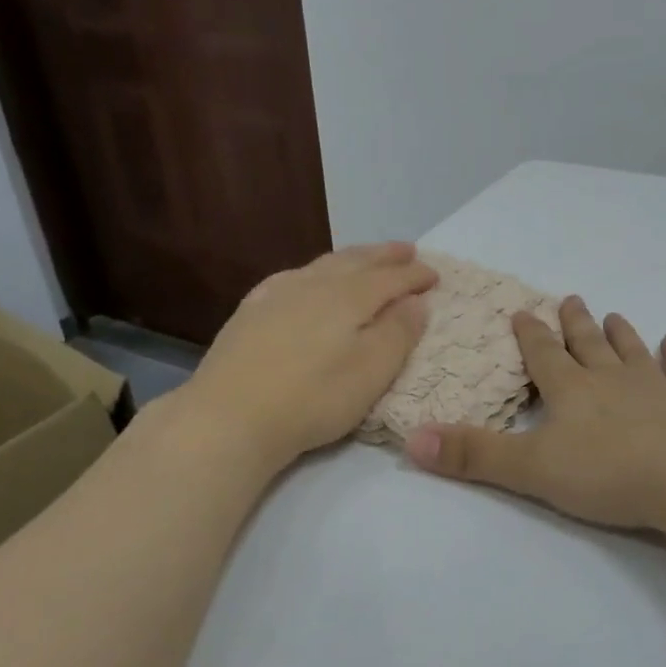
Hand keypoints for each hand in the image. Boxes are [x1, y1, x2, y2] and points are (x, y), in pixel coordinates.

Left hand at [166, 242, 435, 471]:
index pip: (391, 278)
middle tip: (406, 250)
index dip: (415, 275)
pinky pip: (291, 276)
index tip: (435, 275)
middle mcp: (314, 285)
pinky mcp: (251, 311)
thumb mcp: (371, 372)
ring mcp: (277, 294)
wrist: (230, 416)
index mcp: (349, 297)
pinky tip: (307, 278)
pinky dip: (313, 271)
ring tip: (365, 257)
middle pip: (356, 261)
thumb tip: (416, 301)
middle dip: (385, 256)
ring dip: (351, 258)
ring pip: (323, 265)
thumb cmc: (313, 398)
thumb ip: (399, 333)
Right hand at [404, 295, 665, 532]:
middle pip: (588, 345)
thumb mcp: (532, 469)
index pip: (544, 356)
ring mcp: (656, 388)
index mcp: (572, 392)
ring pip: (632, 352)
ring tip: (613, 314)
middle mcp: (612, 380)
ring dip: (621, 334)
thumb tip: (413, 439)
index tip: (522, 311)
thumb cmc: (608, 472)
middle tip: (572, 299)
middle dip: (575, 325)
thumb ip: (475, 455)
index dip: (530, 335)